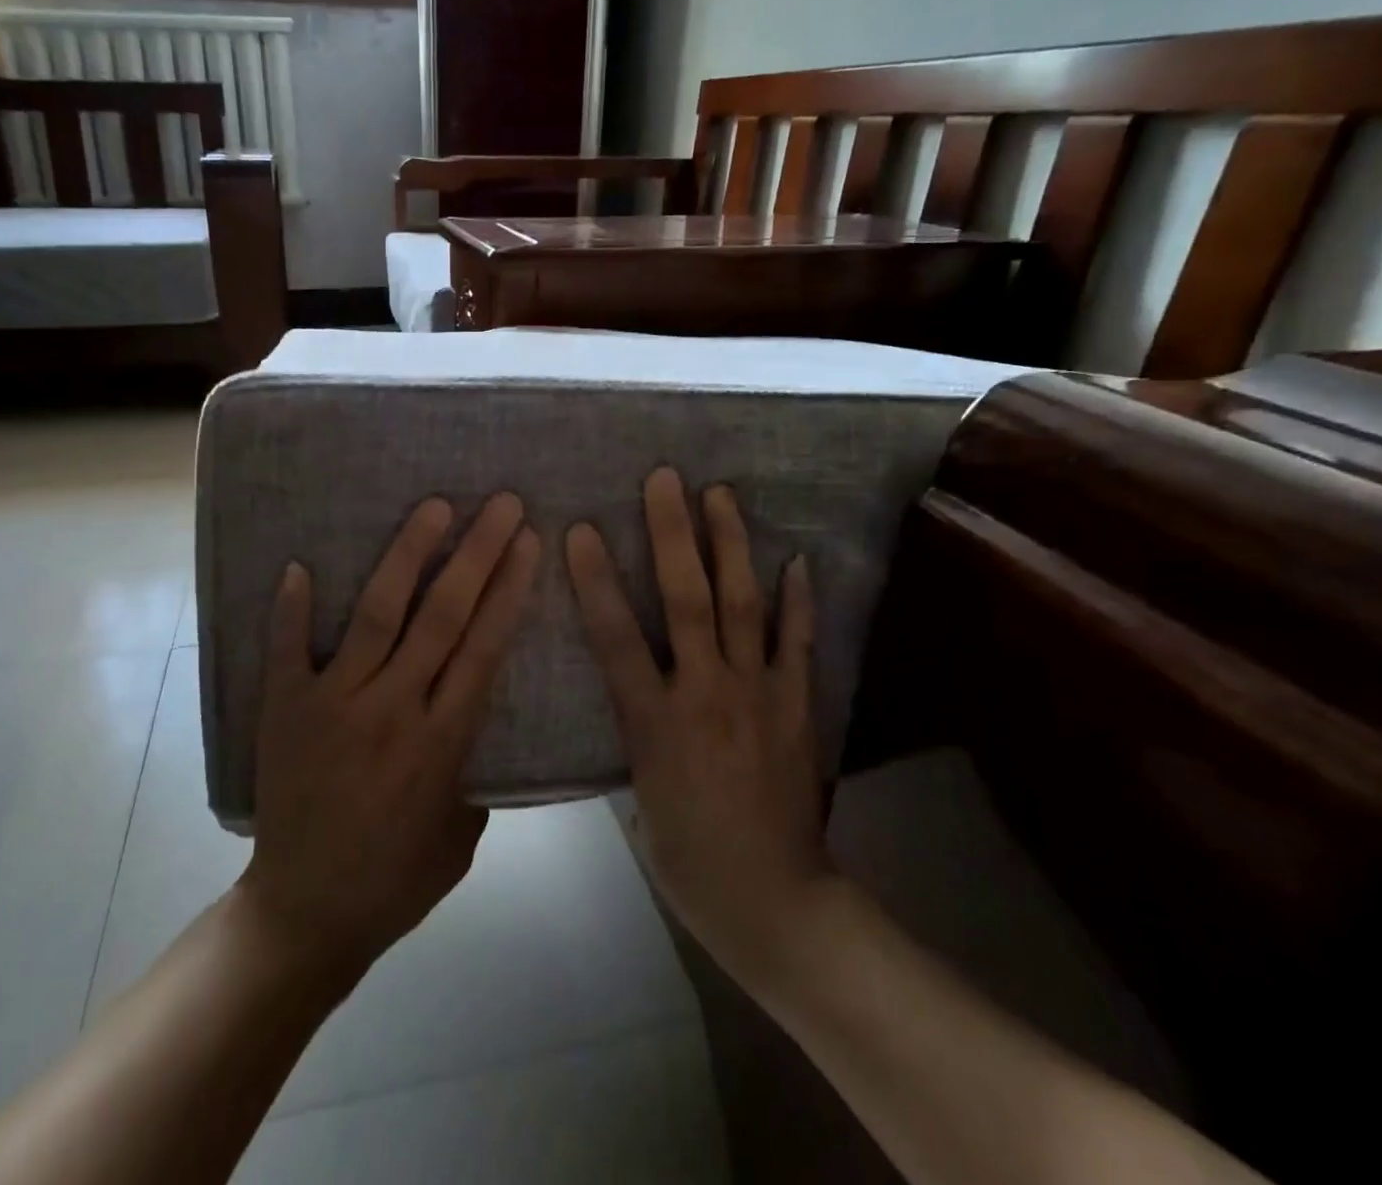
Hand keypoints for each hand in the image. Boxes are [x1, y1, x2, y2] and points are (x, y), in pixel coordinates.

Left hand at [240, 493, 539, 980]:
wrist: (305, 915)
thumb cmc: (395, 881)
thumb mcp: (462, 835)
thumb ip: (475, 771)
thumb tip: (475, 715)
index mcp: (442, 741)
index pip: (483, 646)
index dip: (508, 589)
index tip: (527, 541)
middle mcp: (392, 708)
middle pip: (443, 616)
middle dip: (477, 553)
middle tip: (500, 503)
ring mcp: (334, 704)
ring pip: (378, 615)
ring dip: (408, 556)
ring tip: (433, 508)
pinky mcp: (286, 709)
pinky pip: (288, 648)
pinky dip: (292, 608)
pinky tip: (299, 564)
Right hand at [565, 468, 827, 981]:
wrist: (773, 902)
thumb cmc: (687, 856)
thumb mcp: (637, 792)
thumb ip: (634, 728)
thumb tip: (629, 684)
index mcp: (654, 721)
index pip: (616, 637)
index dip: (597, 580)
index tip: (583, 529)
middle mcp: (705, 693)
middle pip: (686, 601)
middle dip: (672, 535)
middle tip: (665, 479)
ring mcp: (758, 694)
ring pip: (742, 606)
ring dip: (730, 546)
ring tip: (721, 495)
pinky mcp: (797, 706)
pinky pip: (798, 644)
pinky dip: (797, 600)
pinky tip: (796, 559)